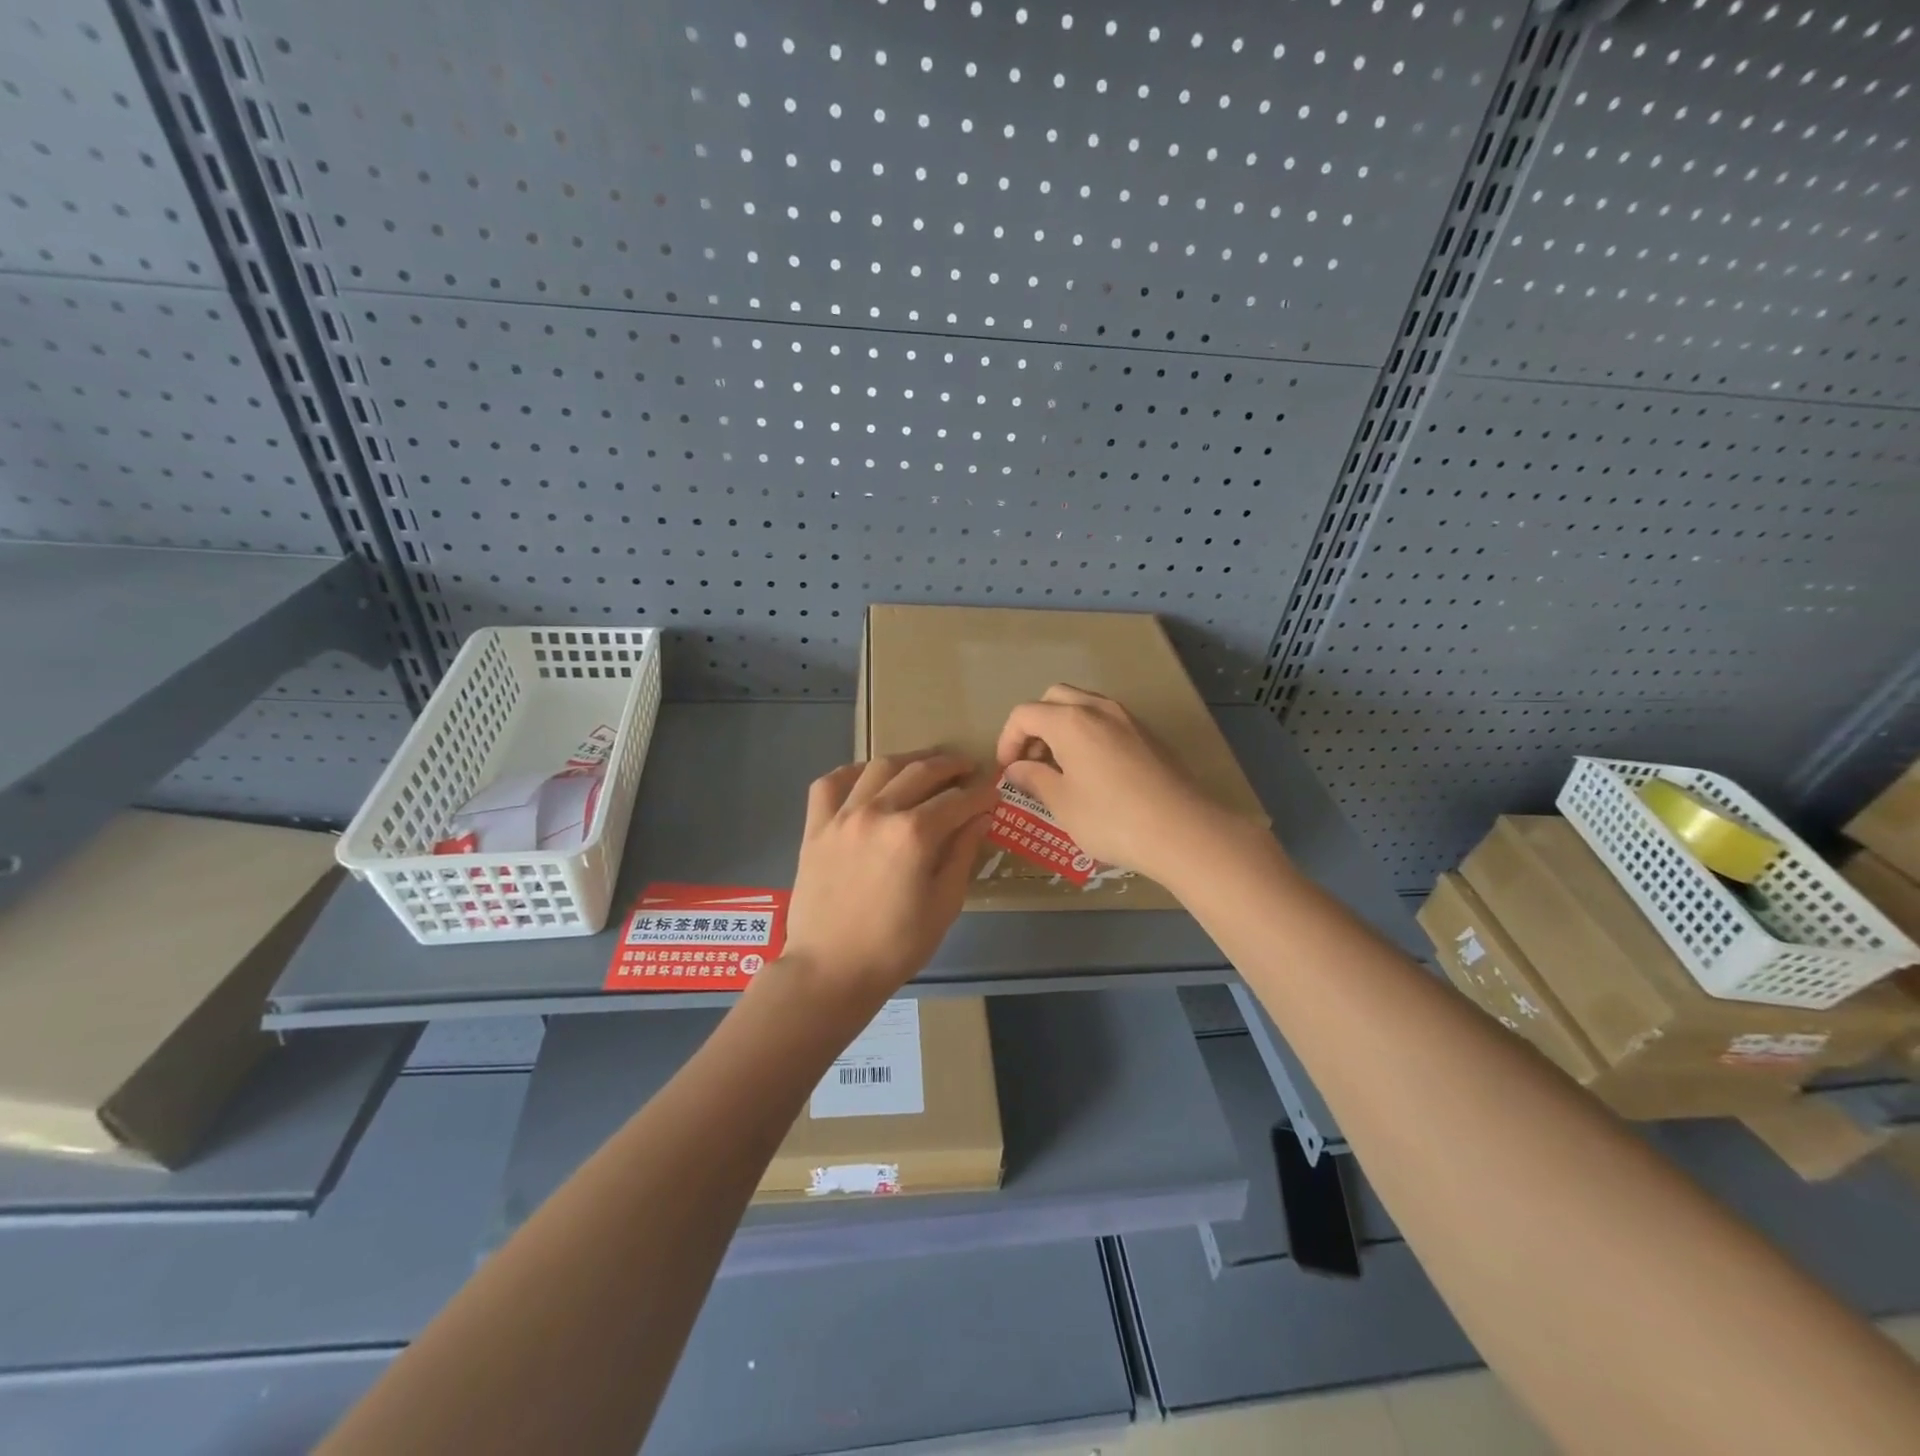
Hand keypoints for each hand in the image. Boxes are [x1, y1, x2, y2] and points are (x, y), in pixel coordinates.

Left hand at [780, 751, 997, 1005]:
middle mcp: (878, 812)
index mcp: (914, 834)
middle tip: (967, 768)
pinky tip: (868, 777)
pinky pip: (830, 783)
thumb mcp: (944, 904)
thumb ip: (962, 854)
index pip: (958, 800)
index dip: (981, 794)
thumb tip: (980, 817)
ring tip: (925, 765)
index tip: (993, 793)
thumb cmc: (896, 946)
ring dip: (909, 761)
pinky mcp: (816, 827)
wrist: (831, 970)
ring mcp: (842, 816)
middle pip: (921, 772)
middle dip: (950, 766)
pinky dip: (852, 772)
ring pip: (879, 767)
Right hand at [995, 685, 1233, 884]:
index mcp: (1070, 721)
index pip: (1024, 714)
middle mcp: (1098, 708)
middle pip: (1054, 698)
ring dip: (1063, 728)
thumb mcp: (1063, 804)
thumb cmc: (1111, 819)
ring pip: (1084, 706)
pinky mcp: (1150, 735)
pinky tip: (1095, 773)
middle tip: (1033, 761)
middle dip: (1036, 725)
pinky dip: (1090, 735)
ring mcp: (1129, 719)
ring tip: (1062, 768)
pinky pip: (1108, 722)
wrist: (1183, 830)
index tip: (1008, 771)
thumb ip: (1035, 779)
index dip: (1008, 740)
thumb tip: (1018, 769)